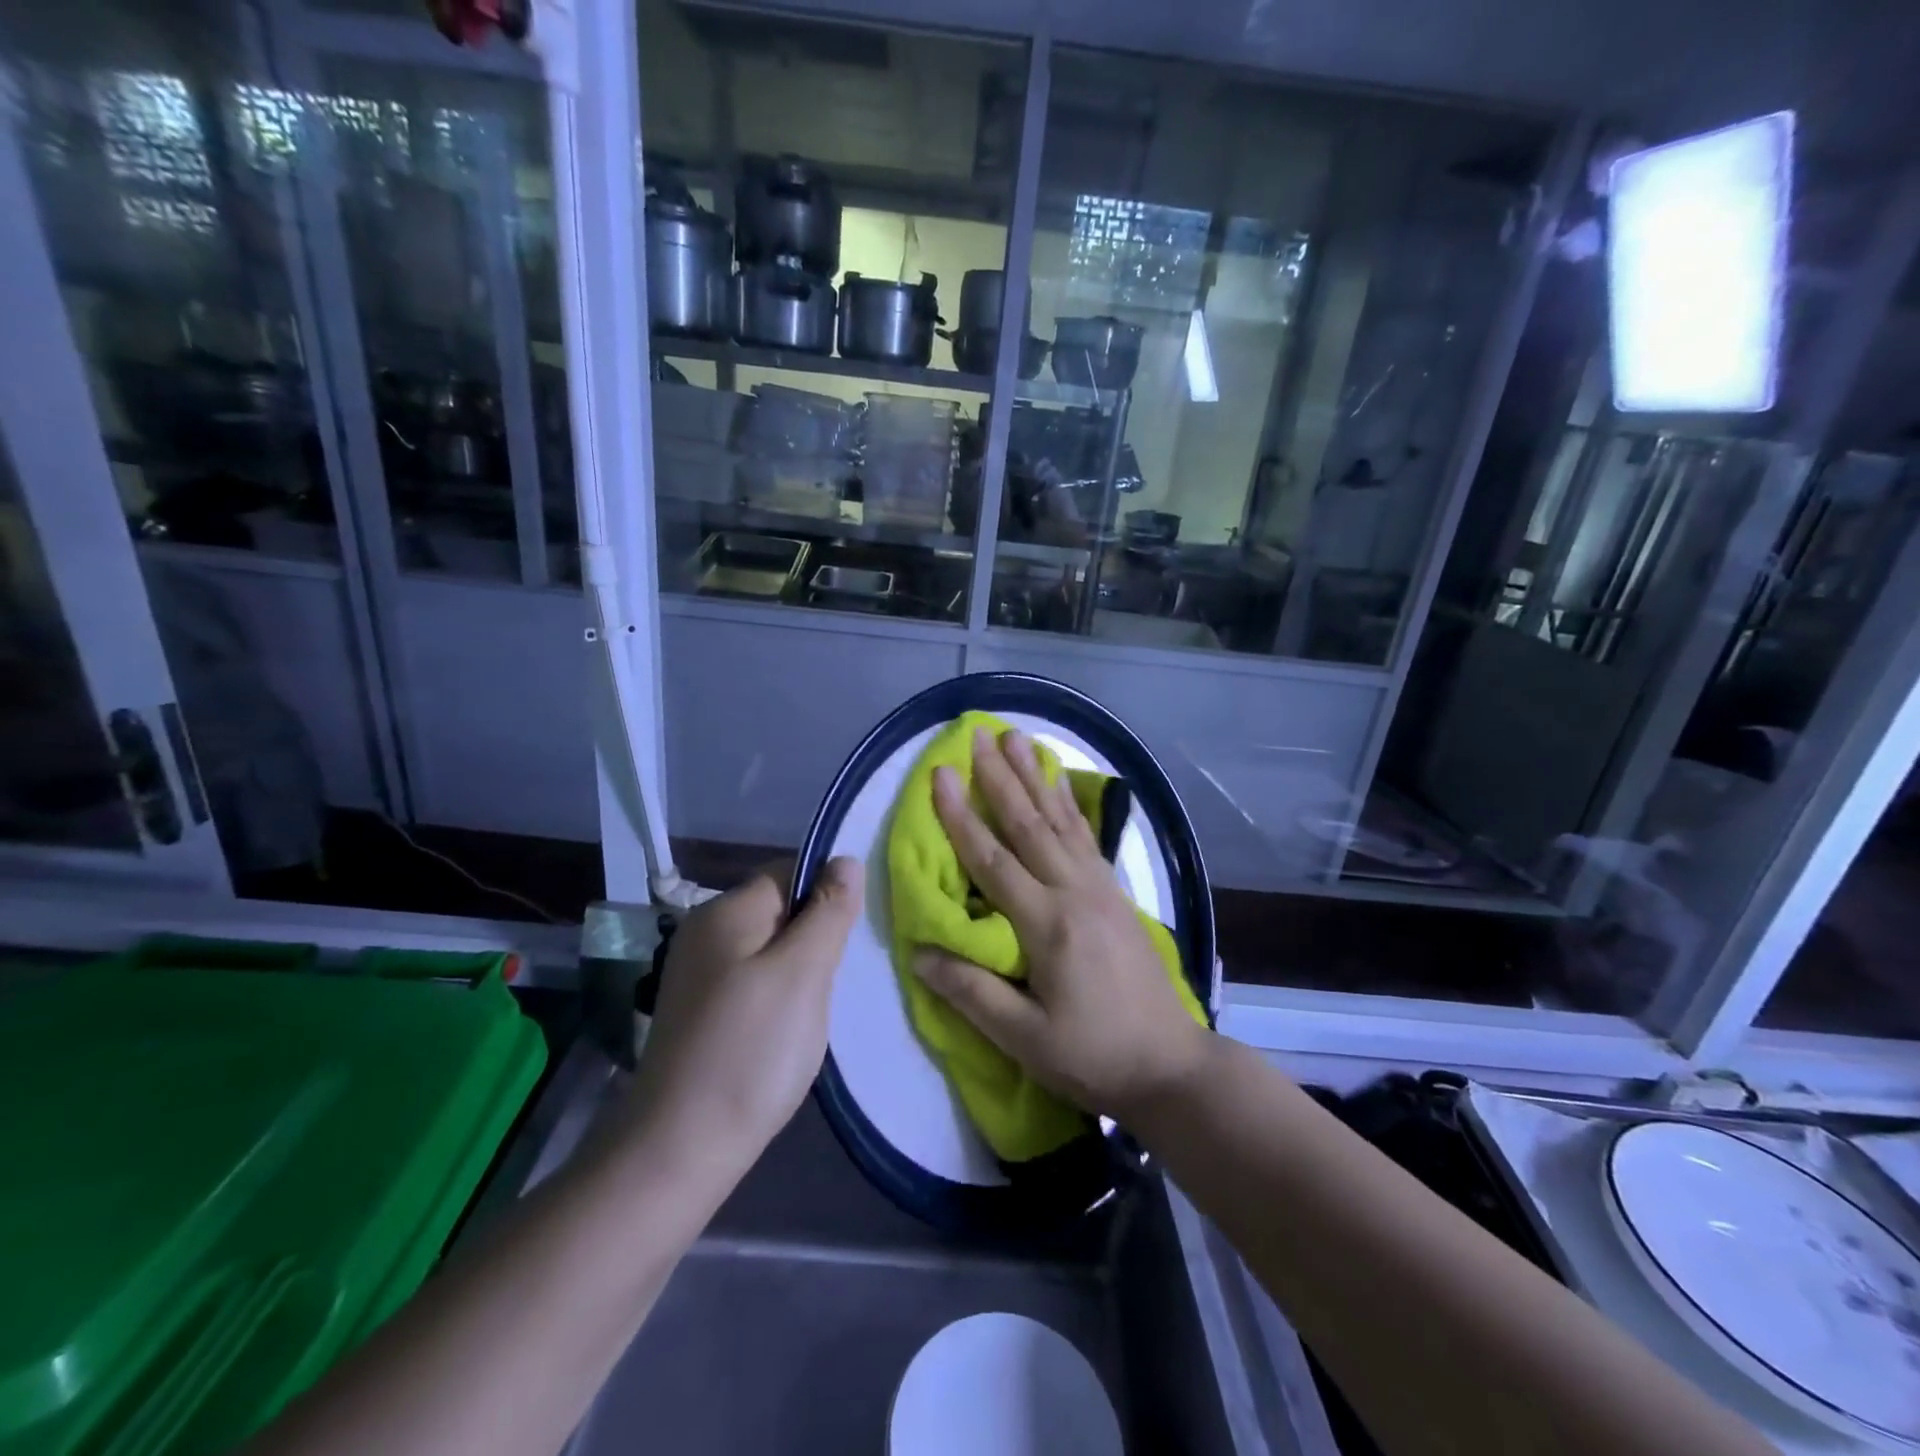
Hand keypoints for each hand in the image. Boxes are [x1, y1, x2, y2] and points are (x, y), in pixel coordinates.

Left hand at [627, 858, 861, 1179]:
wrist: (679, 1150)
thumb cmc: (751, 1051)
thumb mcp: (803, 973)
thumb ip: (828, 911)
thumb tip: (845, 860)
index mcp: (726, 911)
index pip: (789, 872)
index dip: (826, 894)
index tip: (850, 936)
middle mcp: (704, 932)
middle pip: (780, 910)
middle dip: (815, 937)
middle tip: (834, 981)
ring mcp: (697, 974)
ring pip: (769, 949)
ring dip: (800, 970)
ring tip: (814, 1010)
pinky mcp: (699, 1011)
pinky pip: (752, 981)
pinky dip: (777, 996)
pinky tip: (786, 1031)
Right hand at [913, 726, 1210, 1121]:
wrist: (1170, 1065)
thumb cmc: (1093, 1056)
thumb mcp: (1025, 1038)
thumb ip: (972, 993)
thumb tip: (920, 952)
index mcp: (1047, 924)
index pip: (993, 859)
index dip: (961, 816)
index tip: (940, 774)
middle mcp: (1075, 892)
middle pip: (1029, 825)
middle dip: (999, 777)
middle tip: (978, 734)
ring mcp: (1100, 889)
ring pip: (1060, 821)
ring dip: (1034, 777)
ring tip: (1017, 738)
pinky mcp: (1116, 894)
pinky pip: (1086, 836)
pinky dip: (1069, 804)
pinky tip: (1060, 783)